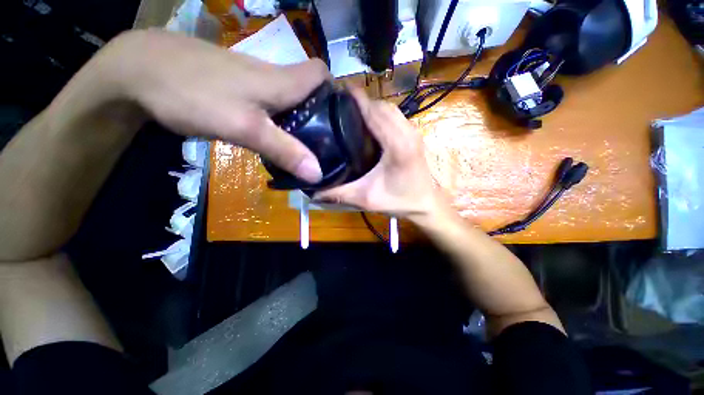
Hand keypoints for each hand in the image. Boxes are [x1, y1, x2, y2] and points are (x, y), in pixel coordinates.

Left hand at [109, 29, 330, 182]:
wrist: (139, 71)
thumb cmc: (195, 92)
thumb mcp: (246, 128)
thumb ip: (285, 151)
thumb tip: (318, 174)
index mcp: (283, 81)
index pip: (322, 74)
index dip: (335, 92)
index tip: (341, 118)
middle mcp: (275, 77)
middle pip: (310, 91)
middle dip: (322, 114)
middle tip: (328, 142)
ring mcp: (256, 82)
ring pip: (291, 100)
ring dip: (302, 121)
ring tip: (308, 147)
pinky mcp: (240, 90)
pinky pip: (272, 105)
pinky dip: (281, 121)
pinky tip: (276, 138)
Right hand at [314, 87, 443, 221]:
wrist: (426, 204)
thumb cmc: (400, 201)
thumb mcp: (367, 199)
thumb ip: (339, 194)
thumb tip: (314, 193)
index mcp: (397, 145)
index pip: (374, 112)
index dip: (356, 98)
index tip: (337, 89)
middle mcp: (407, 132)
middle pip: (382, 106)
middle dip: (361, 100)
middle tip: (339, 105)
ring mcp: (413, 132)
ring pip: (390, 108)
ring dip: (372, 106)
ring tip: (352, 112)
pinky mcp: (414, 135)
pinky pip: (395, 116)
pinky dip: (381, 113)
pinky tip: (369, 123)